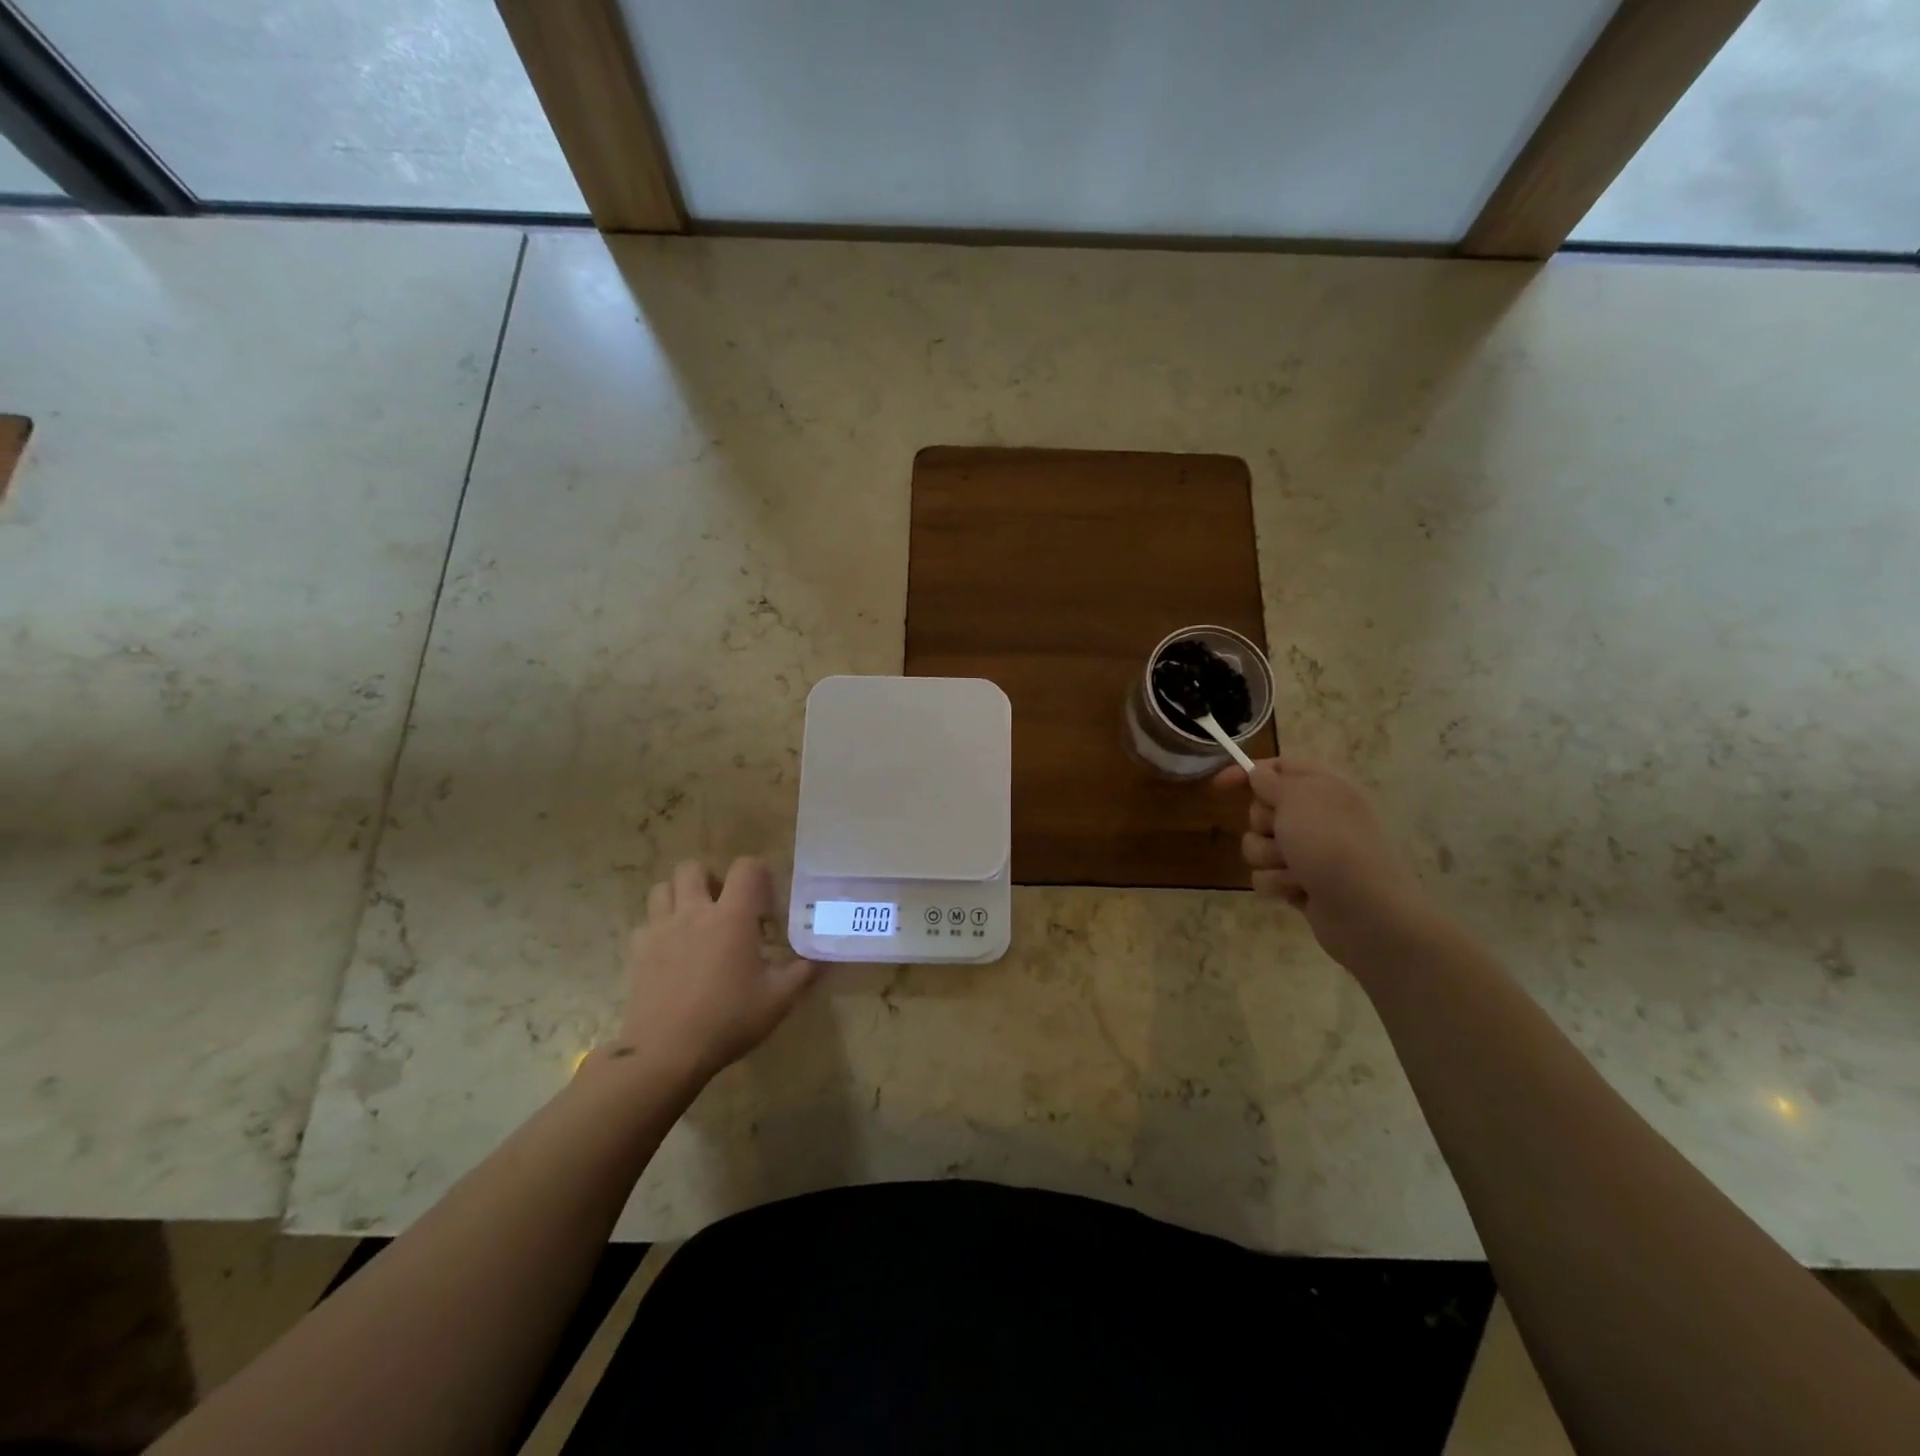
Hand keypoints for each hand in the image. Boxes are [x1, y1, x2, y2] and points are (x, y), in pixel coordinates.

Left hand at [611, 858, 818, 1083]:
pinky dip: (659, 929)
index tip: (764, 904)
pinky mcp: (637, 951)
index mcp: (732, 916)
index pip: (746, 867)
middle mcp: (694, 912)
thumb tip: (822, 958)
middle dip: (710, 879)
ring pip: (663, 889)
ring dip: (680, 896)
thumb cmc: (728, 1019)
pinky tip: (672, 952)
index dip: (758, 875)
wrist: (666, 1053)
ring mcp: (660, 929)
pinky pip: (646, 924)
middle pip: (693, 868)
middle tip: (724, 907)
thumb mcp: (778, 1000)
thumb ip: (803, 973)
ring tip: (695, 922)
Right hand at [1213, 758, 1435, 968]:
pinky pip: (1266, 876)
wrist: (1365, 910)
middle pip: (1262, 809)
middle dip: (1263, 824)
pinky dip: (1278, 884)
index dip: (1248, 773)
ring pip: (1259, 846)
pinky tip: (1300, 891)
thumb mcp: (1297, 797)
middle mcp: (1317, 817)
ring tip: (1296, 870)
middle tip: (1283, 833)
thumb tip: (1258, 773)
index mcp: (1323, 787)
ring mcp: (1310, 853)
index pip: (1278, 767)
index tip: (1220, 786)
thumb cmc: (1330, 843)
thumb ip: (1271, 780)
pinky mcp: (1302, 884)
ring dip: (1269, 858)